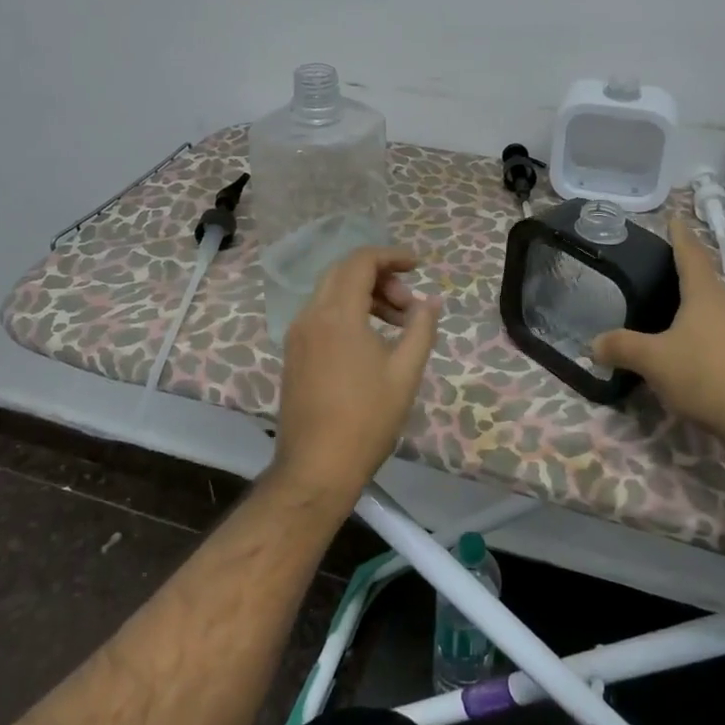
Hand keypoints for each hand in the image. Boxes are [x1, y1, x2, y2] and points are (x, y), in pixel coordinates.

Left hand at [271, 246, 440, 507]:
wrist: (316, 468)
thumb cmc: (366, 419)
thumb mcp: (405, 372)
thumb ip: (420, 329)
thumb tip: (431, 302)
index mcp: (337, 314)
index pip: (361, 262)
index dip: (392, 256)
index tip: (419, 266)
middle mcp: (311, 315)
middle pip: (344, 272)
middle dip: (380, 276)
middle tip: (409, 303)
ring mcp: (297, 334)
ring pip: (331, 292)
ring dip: (365, 295)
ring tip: (398, 324)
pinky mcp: (293, 353)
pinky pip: (321, 314)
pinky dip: (348, 312)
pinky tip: (370, 340)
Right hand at [593, 217, 724, 447]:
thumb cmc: (705, 375)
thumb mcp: (653, 360)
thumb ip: (621, 347)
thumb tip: (593, 344)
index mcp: (705, 294)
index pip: (690, 253)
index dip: (679, 235)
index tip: (673, 218)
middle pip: (702, 278)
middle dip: (682, 268)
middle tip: (656, 264)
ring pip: (710, 306)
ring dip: (690, 301)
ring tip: (664, 304)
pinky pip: (716, 330)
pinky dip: (697, 328)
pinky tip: (682, 344)